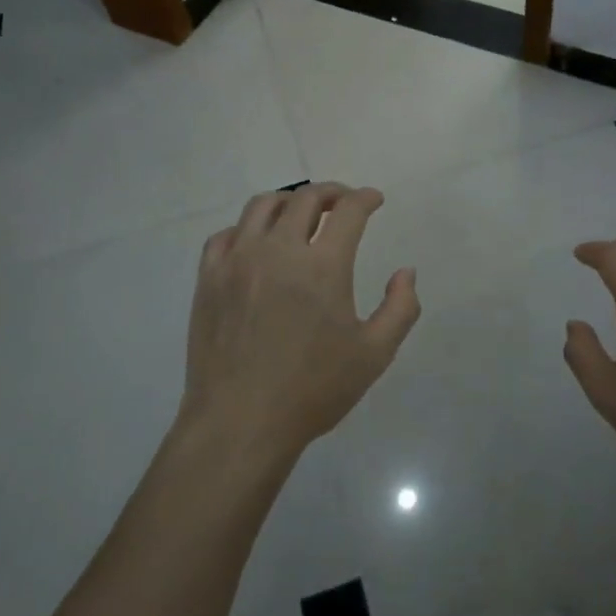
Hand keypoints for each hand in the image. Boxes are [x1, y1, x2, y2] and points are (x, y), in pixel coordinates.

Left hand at [181, 182, 419, 466]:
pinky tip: (256, 243)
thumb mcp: (374, 355)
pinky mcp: (209, 277)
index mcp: (323, 266)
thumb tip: (406, 272)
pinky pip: (226, 234)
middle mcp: (278, 250)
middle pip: (305, 198)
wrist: (240, 422)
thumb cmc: (313, 390)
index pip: (349, 210)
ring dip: (289, 201)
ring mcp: (237, 260)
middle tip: (343, 203)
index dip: (365, 198)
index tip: (374, 199)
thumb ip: (400, 308)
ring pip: (262, 206)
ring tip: (300, 214)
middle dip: (331, 193)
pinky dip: (247, 229)